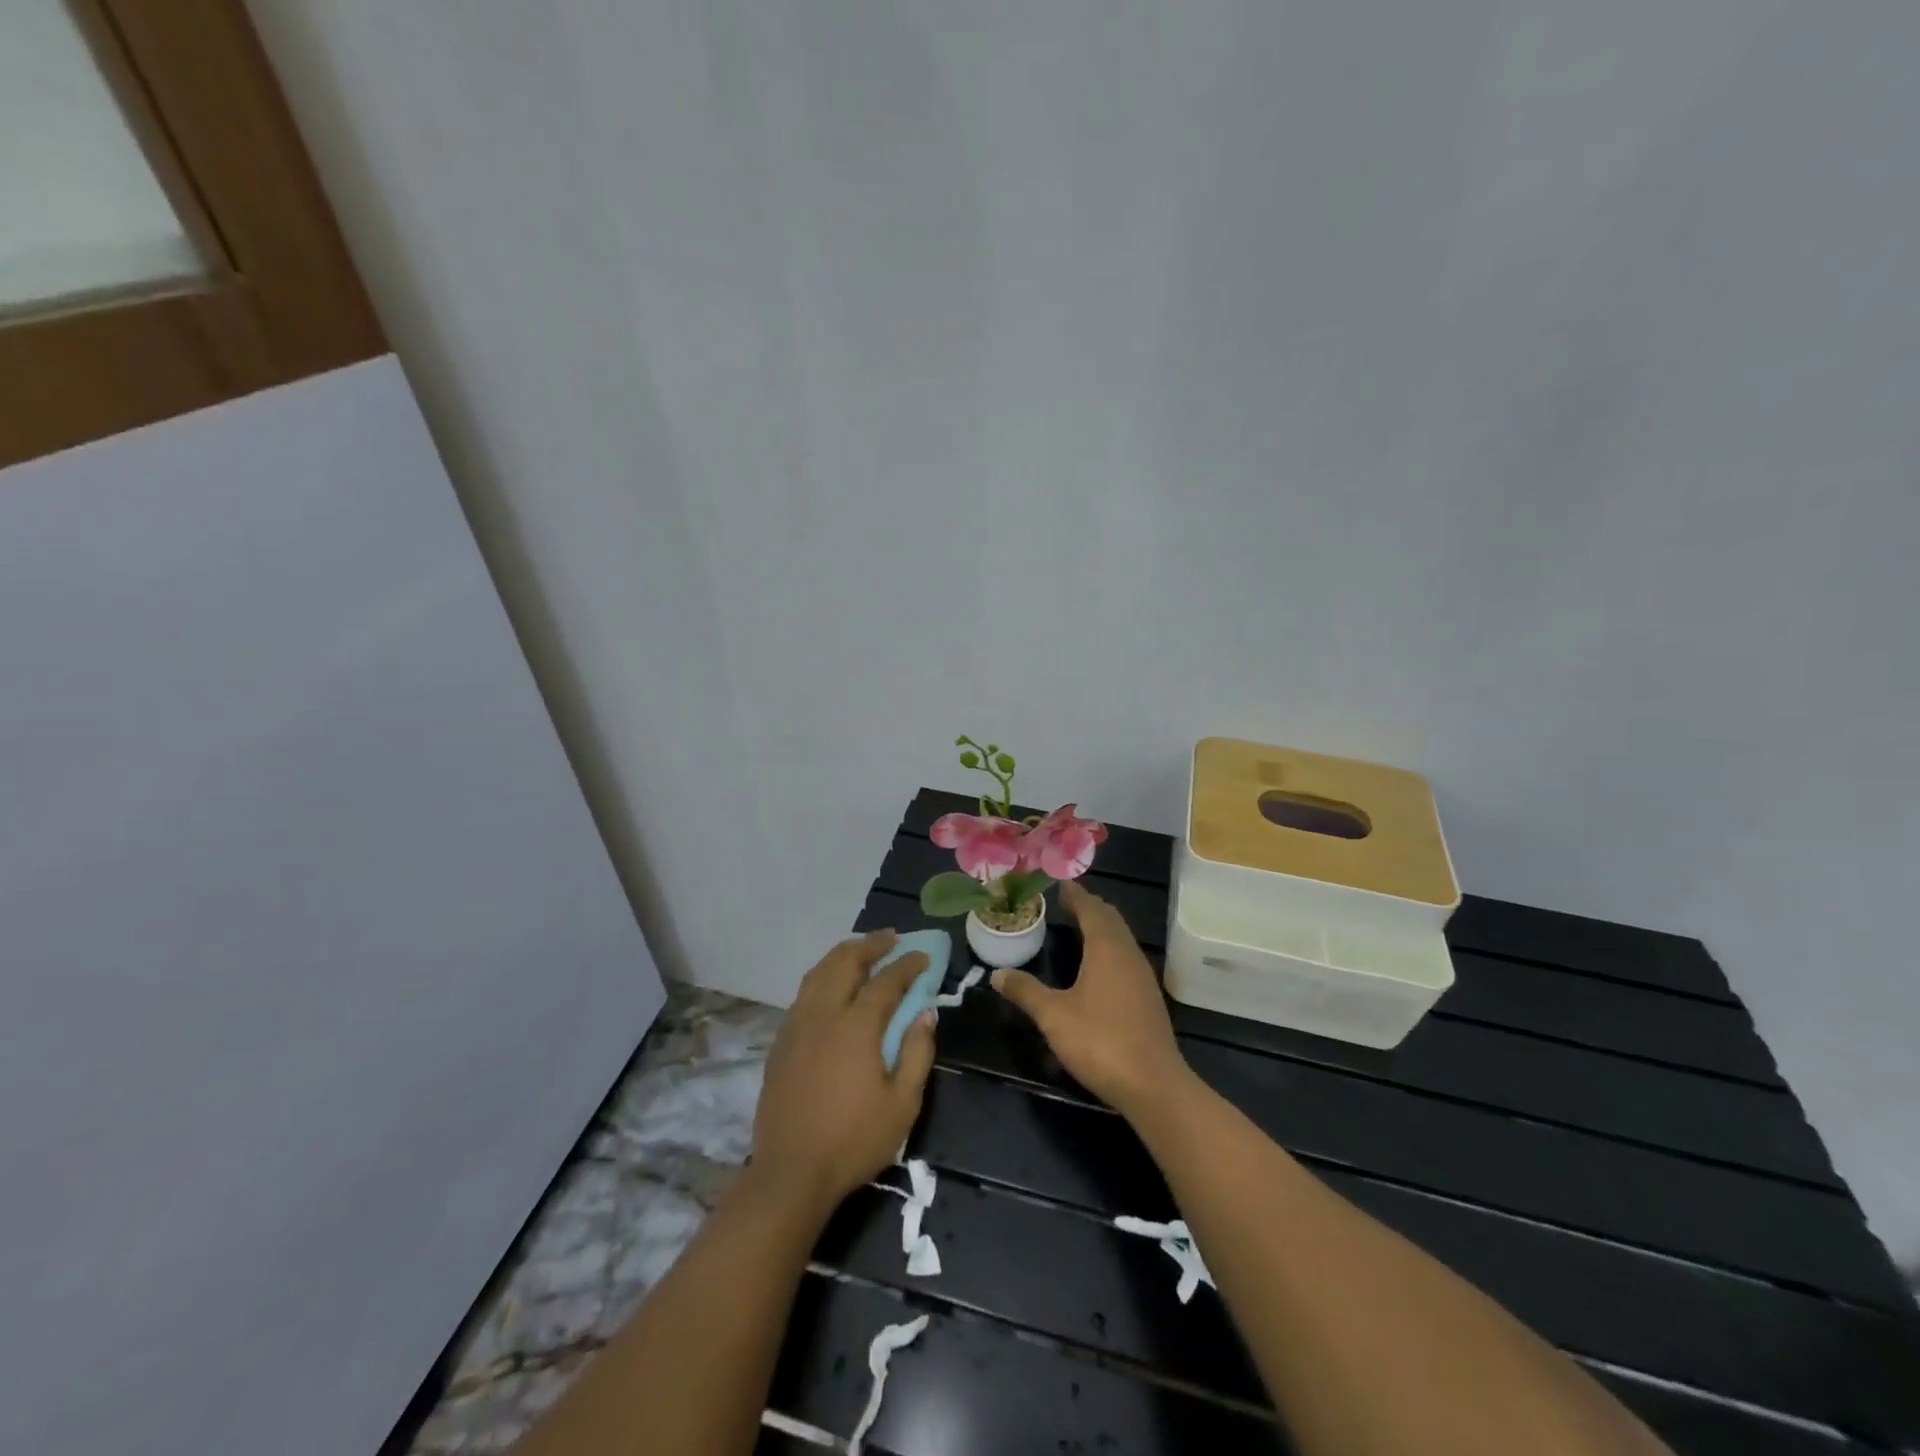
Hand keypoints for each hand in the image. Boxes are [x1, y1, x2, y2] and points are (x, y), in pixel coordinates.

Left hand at [750, 930, 936, 1213]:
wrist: (790, 1174)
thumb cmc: (853, 1141)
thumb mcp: (902, 1104)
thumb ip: (917, 1053)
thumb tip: (927, 1013)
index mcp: (856, 1026)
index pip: (886, 981)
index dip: (907, 965)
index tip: (923, 956)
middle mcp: (823, 1014)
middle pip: (845, 962)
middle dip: (870, 945)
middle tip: (891, 939)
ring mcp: (796, 1025)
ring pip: (818, 972)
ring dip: (843, 955)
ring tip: (861, 951)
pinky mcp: (780, 1042)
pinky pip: (803, 993)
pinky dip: (822, 976)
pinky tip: (831, 986)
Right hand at [992, 880, 1189, 1119]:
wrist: (1153, 1085)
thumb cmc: (1100, 1040)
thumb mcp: (1054, 1016)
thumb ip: (1026, 991)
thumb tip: (997, 973)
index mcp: (1106, 948)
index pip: (1091, 909)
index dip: (1075, 894)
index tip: (1060, 883)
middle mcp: (1128, 954)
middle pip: (1110, 919)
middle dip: (1090, 907)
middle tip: (1068, 902)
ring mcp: (1143, 976)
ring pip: (1122, 938)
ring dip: (1103, 927)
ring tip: (1081, 928)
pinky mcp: (1148, 998)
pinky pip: (1127, 957)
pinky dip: (1111, 948)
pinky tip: (1099, 967)